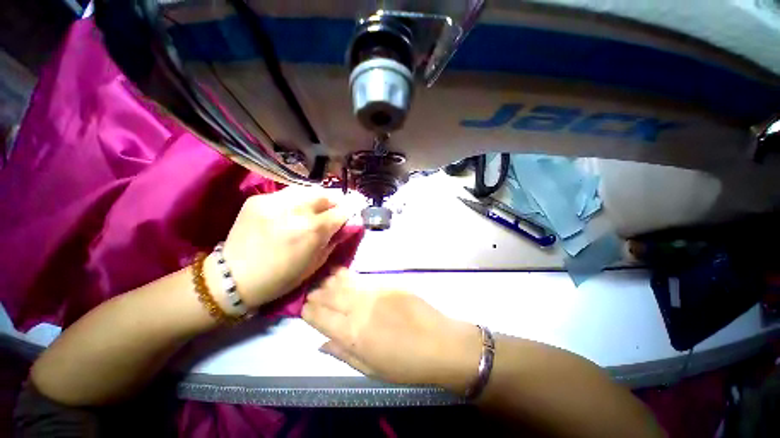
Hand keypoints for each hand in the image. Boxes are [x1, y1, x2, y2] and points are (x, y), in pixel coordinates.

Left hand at [209, 187, 349, 308]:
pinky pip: (286, 194)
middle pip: (325, 195)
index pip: (340, 212)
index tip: (348, 216)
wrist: (234, 278)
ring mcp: (274, 201)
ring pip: (307, 190)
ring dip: (315, 199)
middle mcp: (296, 211)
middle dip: (333, 202)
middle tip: (331, 211)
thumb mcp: (315, 263)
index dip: (348, 214)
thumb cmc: (281, 278)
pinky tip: (292, 211)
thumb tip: (350, 225)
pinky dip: (296, 200)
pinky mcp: (259, 199)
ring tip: (314, 208)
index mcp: (312, 230)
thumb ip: (334, 240)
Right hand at [302, 269, 481, 392]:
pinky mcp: (387, 283)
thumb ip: (343, 353)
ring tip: (324, 280)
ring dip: (330, 281)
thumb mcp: (370, 369)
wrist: (439, 343)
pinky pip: (362, 278)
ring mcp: (374, 292)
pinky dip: (349, 276)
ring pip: (344, 282)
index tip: (304, 309)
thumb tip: (321, 343)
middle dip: (317, 294)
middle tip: (312, 293)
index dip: (309, 311)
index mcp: (352, 334)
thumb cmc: (405, 364)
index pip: (319, 317)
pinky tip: (343, 274)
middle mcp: (359, 308)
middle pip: (329, 296)